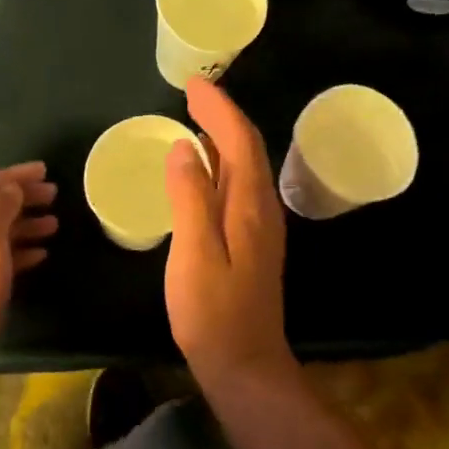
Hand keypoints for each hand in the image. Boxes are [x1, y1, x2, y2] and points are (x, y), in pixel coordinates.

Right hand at [165, 79, 293, 390]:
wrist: (245, 365)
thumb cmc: (213, 312)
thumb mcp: (194, 252)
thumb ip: (190, 196)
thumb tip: (185, 146)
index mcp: (250, 206)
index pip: (239, 140)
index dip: (218, 108)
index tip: (193, 84)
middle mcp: (262, 209)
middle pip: (247, 148)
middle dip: (222, 115)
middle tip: (193, 94)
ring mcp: (260, 227)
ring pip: (245, 167)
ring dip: (224, 137)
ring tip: (196, 120)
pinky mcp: (252, 243)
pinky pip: (239, 187)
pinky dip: (222, 164)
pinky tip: (204, 170)